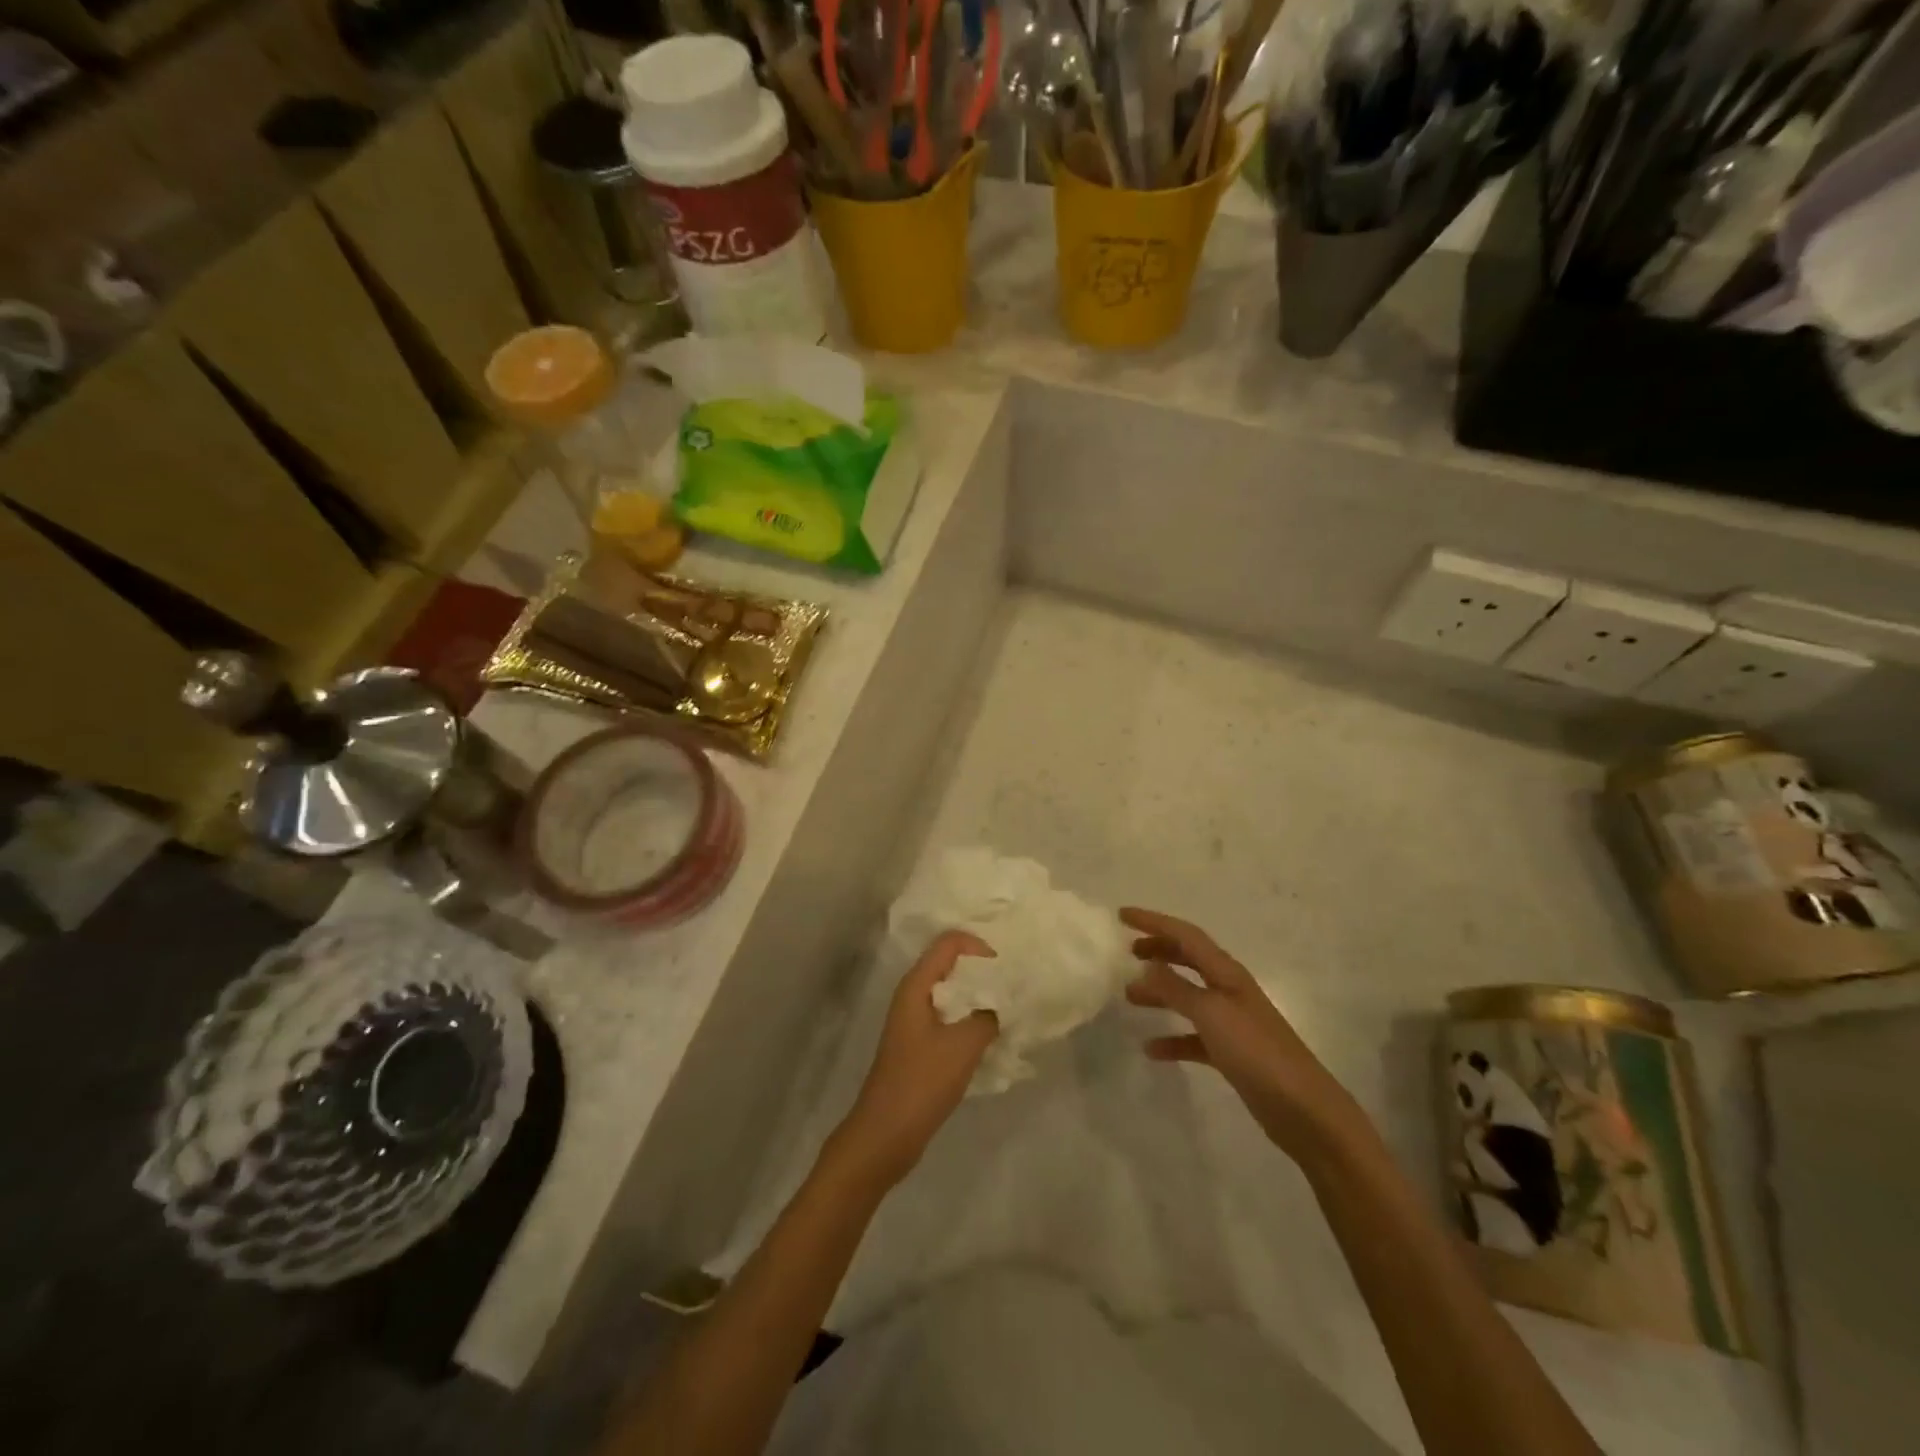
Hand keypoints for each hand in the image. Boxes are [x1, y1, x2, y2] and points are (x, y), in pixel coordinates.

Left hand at [834, 931, 998, 1187]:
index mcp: (916, 985)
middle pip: (950, 964)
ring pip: (952, 993)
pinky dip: (971, 1020)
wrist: (886, 1134)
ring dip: (979, 997)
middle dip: (983, 971)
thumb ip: (988, 1015)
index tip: (1006, 969)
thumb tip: (1003, 1003)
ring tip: (1009, 1010)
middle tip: (1014, 986)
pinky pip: (950, 1018)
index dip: (979, 947)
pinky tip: (992, 1037)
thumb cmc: (922, 1081)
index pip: (949, 942)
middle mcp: (913, 995)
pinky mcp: (919, 1045)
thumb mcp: (964, 1045)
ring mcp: (914, 1021)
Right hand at [1122, 907, 1364, 1163]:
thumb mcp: (1211, 1013)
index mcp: (1227, 973)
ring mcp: (1232, 1022)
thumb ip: (1176, 988)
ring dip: (1160, 991)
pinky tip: (1151, 1049)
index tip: (1122, 915)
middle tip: (1126, 951)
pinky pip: (1194, 1036)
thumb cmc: (1256, 1051)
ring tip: (1129, 996)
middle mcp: (1229, 990)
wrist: (1302, 1109)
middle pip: (1188, 959)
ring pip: (1188, 996)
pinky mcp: (1231, 1053)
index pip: (1186, 935)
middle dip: (1158, 950)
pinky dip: (1172, 1038)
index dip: (1154, 922)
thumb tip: (1147, 964)